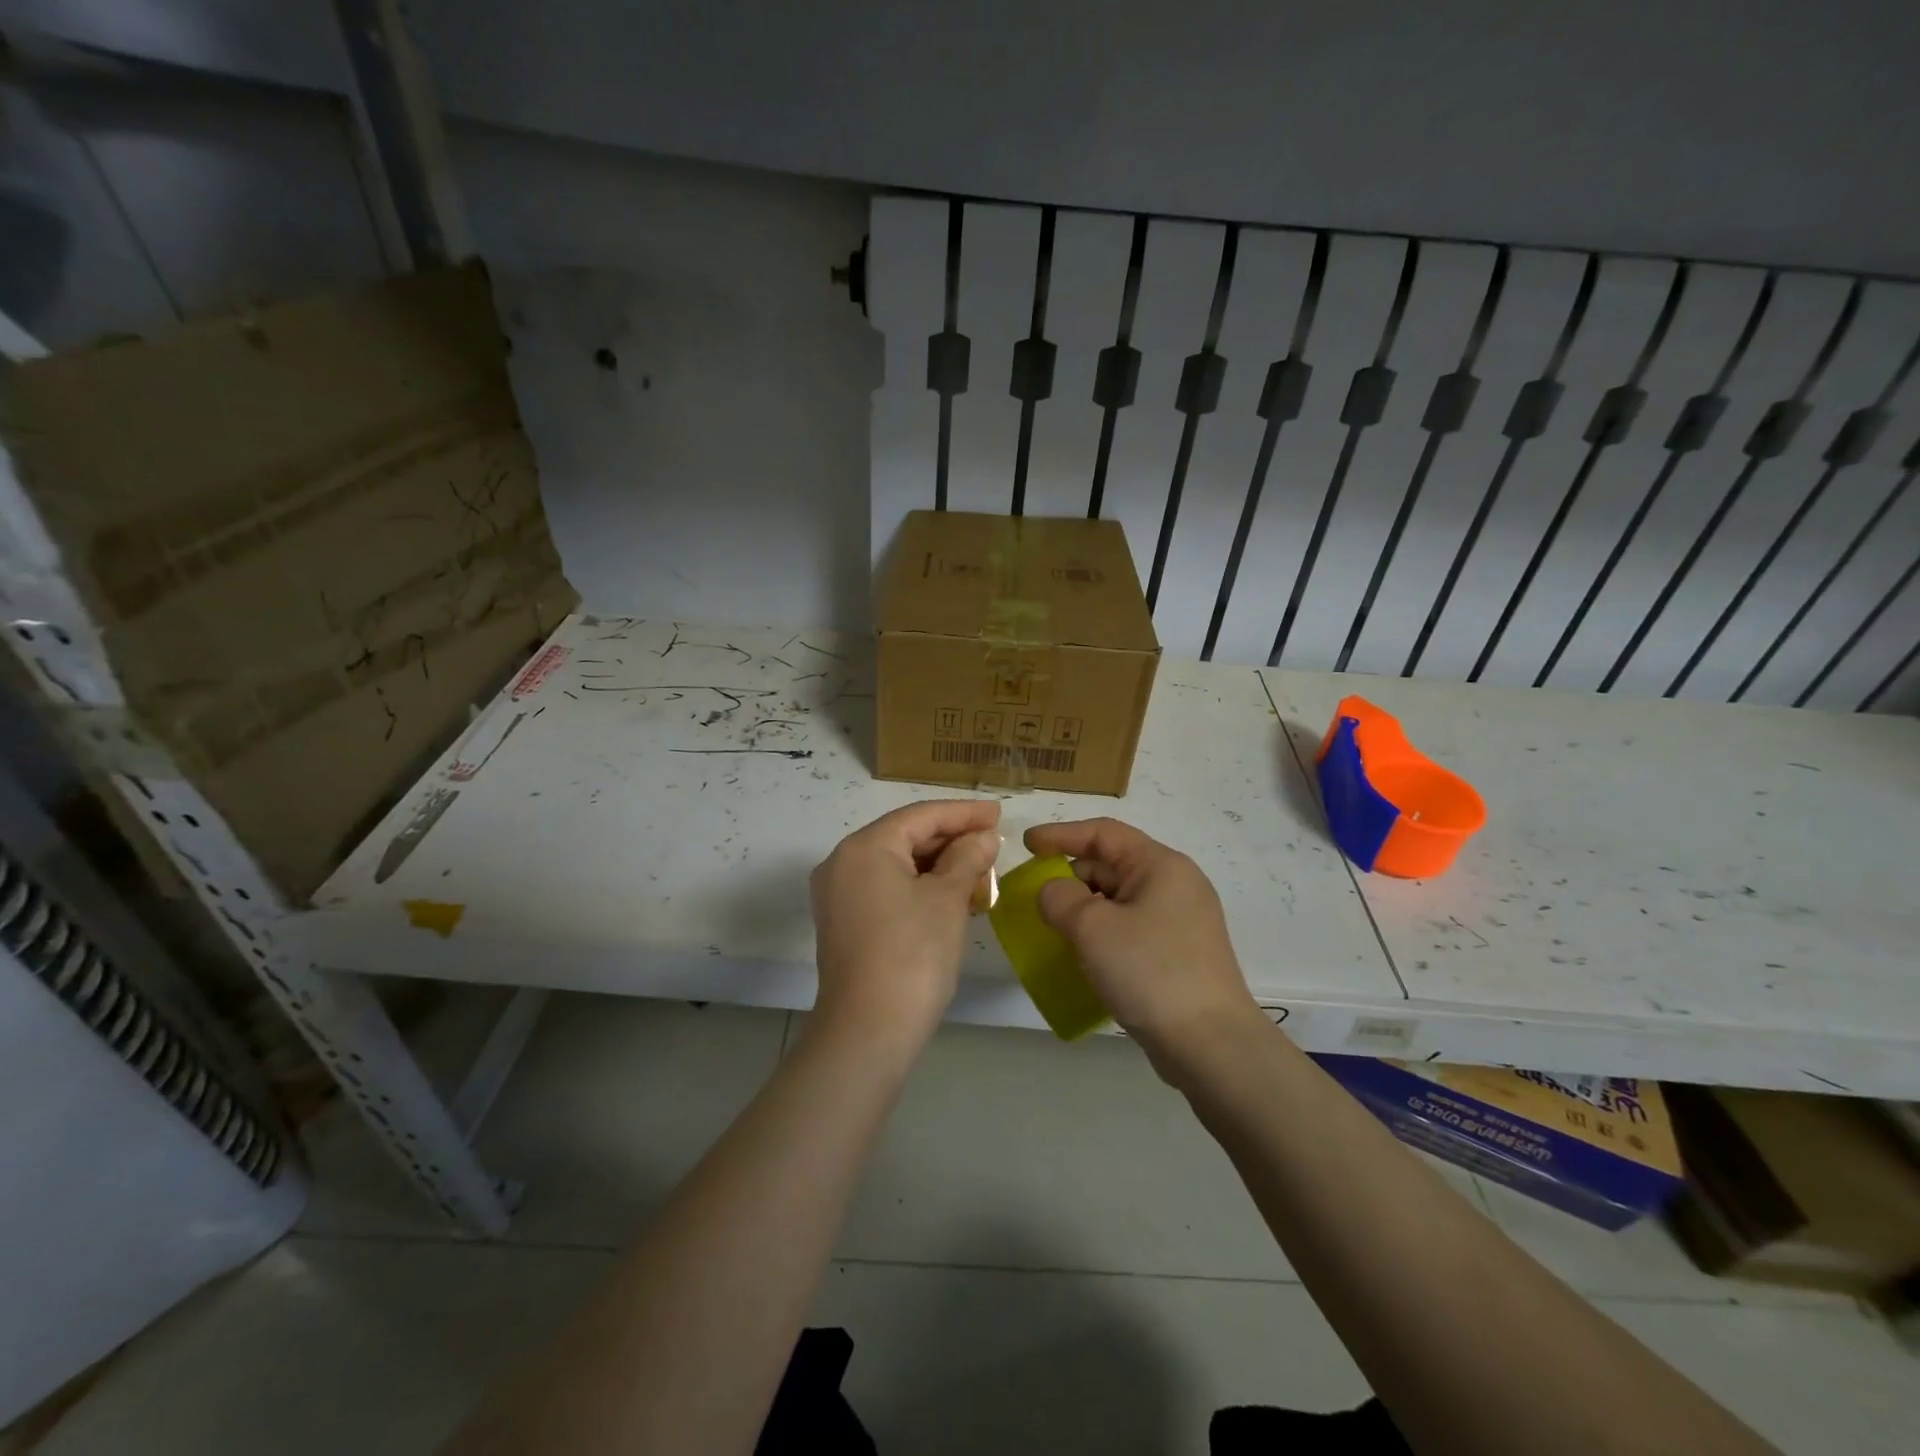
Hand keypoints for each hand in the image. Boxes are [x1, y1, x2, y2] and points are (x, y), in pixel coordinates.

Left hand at [809, 799, 1000, 1049]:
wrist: (868, 1032)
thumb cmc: (913, 954)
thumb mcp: (948, 899)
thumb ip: (968, 858)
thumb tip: (984, 837)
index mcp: (865, 847)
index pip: (920, 815)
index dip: (963, 813)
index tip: (998, 814)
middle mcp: (843, 863)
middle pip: (905, 837)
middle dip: (951, 840)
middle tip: (993, 845)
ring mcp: (838, 896)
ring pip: (896, 865)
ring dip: (938, 866)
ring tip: (980, 871)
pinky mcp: (844, 924)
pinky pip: (886, 889)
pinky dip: (919, 888)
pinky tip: (952, 897)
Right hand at [1024, 818, 1262, 1074]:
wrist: (1211, 1046)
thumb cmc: (1151, 972)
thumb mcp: (1093, 927)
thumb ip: (1060, 898)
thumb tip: (1053, 892)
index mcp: (1160, 865)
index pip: (1103, 833)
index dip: (1061, 835)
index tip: (1027, 846)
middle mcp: (1175, 885)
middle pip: (1111, 865)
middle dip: (1070, 877)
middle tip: (1035, 899)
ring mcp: (1180, 922)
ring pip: (1119, 900)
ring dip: (1083, 909)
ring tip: (1052, 929)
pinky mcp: (1178, 954)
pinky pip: (1129, 929)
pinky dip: (1101, 933)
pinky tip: (1081, 956)